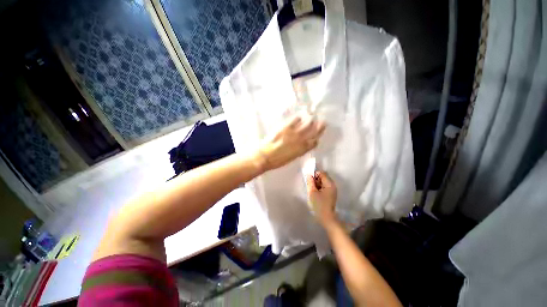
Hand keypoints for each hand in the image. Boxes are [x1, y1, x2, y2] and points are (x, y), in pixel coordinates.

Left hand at [256, 116, 325, 170]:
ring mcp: (294, 133)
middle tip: (322, 122)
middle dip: (320, 126)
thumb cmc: (277, 161)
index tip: (318, 135)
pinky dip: (299, 118)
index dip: (317, 138)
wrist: (265, 157)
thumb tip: (302, 145)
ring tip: (312, 117)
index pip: (314, 142)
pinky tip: (299, 117)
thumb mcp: (291, 158)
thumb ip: (298, 151)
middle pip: (314, 131)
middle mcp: (301, 141)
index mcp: (302, 150)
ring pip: (307, 124)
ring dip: (311, 120)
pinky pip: (296, 119)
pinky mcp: (286, 127)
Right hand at [306, 171, 337, 225]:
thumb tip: (309, 175)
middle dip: (316, 180)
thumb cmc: (319, 205)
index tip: (309, 181)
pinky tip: (316, 194)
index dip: (315, 175)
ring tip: (312, 191)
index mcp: (329, 184)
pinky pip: (324, 187)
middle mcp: (332, 185)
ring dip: (317, 184)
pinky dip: (319, 188)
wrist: (326, 218)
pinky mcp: (331, 194)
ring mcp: (332, 190)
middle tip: (310, 186)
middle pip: (323, 177)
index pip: (322, 173)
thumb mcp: (312, 192)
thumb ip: (310, 182)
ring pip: (323, 182)